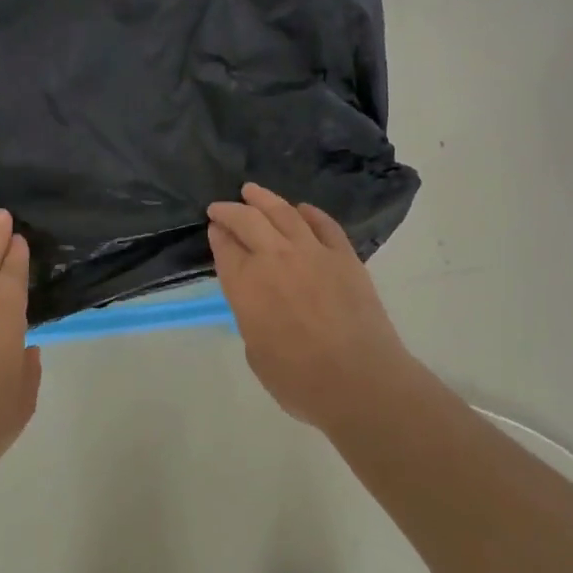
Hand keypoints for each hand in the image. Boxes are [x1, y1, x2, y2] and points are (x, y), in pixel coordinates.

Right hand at [207, 183, 418, 433]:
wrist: (359, 380)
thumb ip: (252, 319)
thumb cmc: (299, 381)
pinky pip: (324, 224)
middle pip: (248, 221)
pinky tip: (301, 209)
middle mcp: (275, 260)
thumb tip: (260, 303)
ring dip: (264, 199)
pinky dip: (309, 212)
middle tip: (221, 207)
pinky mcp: (345, 257)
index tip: (213, 227)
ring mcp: (313, 253)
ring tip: (252, 191)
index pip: (226, 249)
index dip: (218, 234)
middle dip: (230, 211)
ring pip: (284, 213)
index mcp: (246, 287)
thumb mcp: (257, 353)